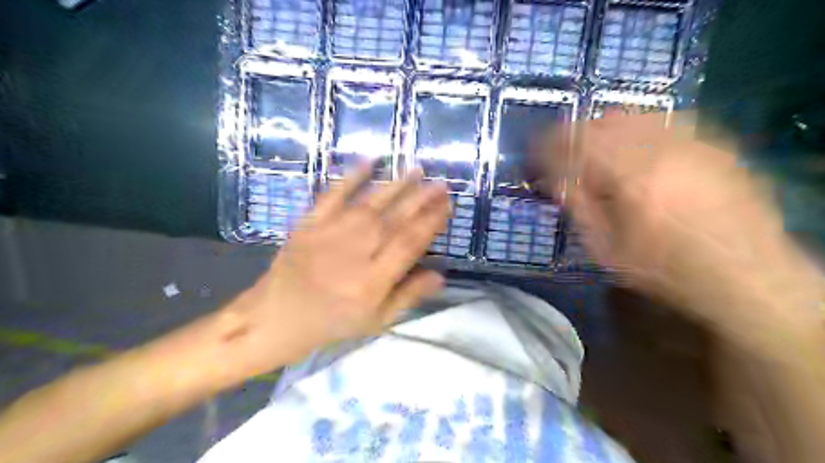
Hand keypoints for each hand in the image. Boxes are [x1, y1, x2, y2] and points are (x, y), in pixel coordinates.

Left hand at [220, 165, 450, 378]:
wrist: (275, 318)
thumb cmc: (330, 323)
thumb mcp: (375, 321)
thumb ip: (408, 296)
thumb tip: (440, 275)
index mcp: (372, 281)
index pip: (410, 243)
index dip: (431, 222)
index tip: (447, 206)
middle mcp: (355, 252)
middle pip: (395, 219)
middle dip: (421, 199)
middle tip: (440, 184)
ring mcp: (330, 233)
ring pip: (371, 203)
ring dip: (397, 185)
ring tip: (417, 170)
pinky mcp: (310, 222)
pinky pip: (333, 194)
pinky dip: (352, 176)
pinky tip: (370, 160)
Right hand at [536, 111, 817, 332]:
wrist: (745, 274)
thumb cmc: (665, 269)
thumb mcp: (607, 249)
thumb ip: (578, 208)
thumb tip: (552, 179)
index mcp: (629, 178)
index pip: (574, 144)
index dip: (547, 145)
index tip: (533, 153)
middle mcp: (660, 148)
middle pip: (600, 122)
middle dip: (572, 133)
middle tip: (559, 151)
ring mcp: (690, 141)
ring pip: (631, 116)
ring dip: (601, 128)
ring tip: (592, 147)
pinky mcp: (712, 143)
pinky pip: (662, 121)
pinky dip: (635, 128)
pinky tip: (633, 147)